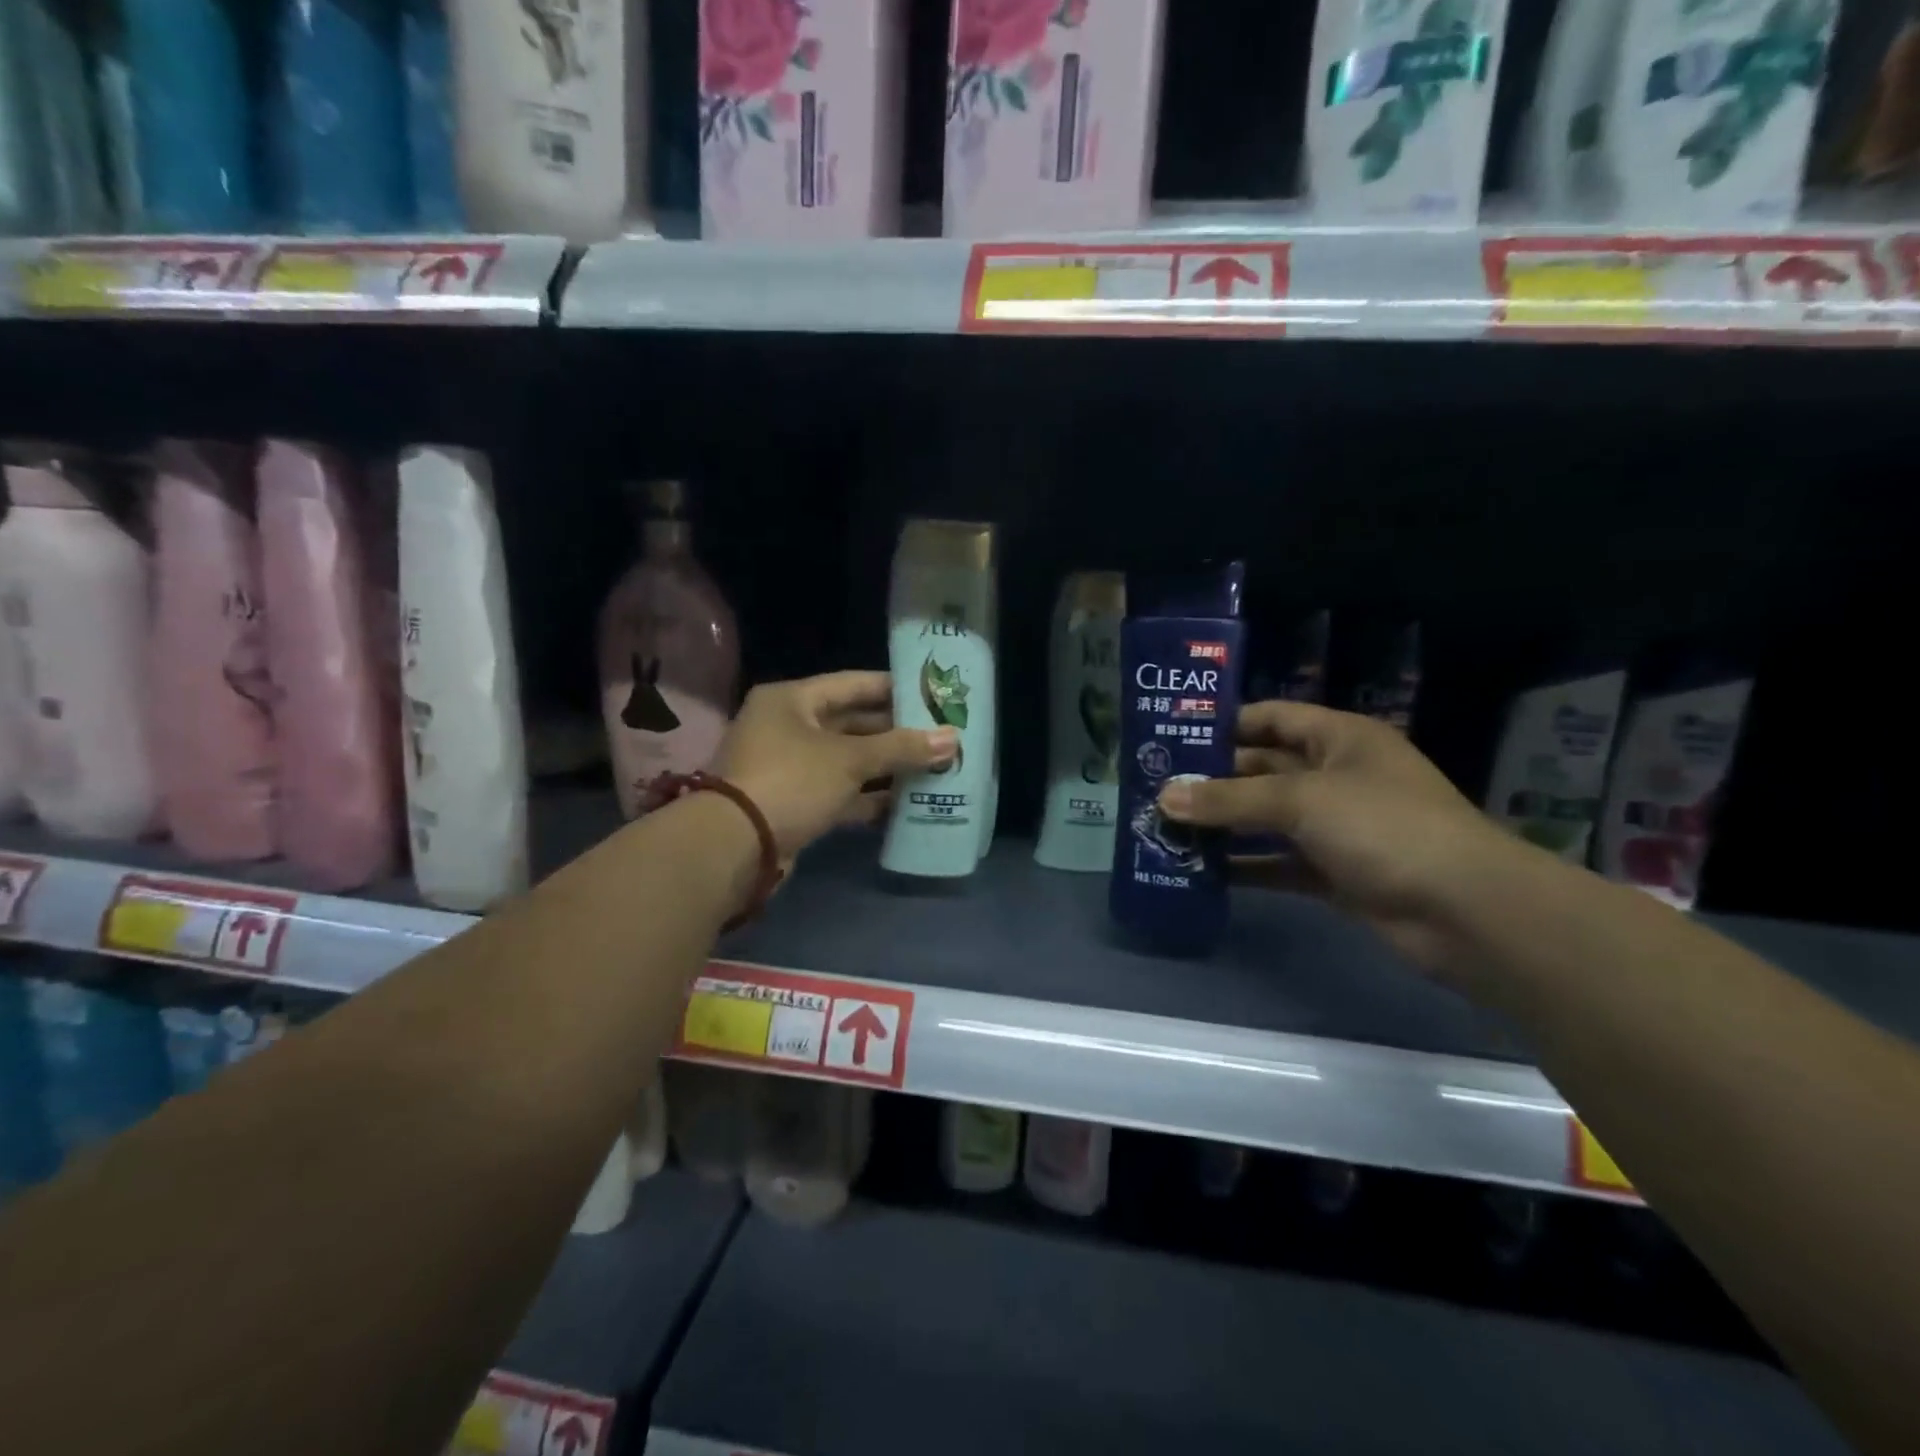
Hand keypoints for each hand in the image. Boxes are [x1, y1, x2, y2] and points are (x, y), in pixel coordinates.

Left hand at [712, 671, 956, 863]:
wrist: (736, 845)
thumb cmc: (792, 781)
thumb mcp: (850, 759)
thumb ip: (901, 748)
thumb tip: (953, 739)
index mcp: (792, 700)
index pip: (853, 684)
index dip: (894, 688)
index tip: (932, 694)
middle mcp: (788, 727)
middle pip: (852, 723)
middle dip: (896, 733)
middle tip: (941, 735)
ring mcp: (790, 767)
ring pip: (849, 761)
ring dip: (887, 767)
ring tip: (934, 767)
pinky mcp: (795, 802)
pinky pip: (840, 792)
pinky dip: (869, 797)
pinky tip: (906, 802)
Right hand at [1157, 701, 1529, 974]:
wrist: (1465, 912)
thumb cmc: (1384, 827)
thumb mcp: (1301, 800)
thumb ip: (1230, 799)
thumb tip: (1164, 797)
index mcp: (1339, 739)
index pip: (1272, 718)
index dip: (1225, 724)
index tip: (1172, 737)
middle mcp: (1336, 776)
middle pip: (1263, 770)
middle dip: (1213, 780)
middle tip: (1157, 789)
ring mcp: (1337, 827)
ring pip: (1267, 819)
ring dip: (1224, 826)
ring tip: (1166, 829)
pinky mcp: (1334, 873)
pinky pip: (1278, 862)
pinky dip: (1245, 866)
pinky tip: (1202, 871)